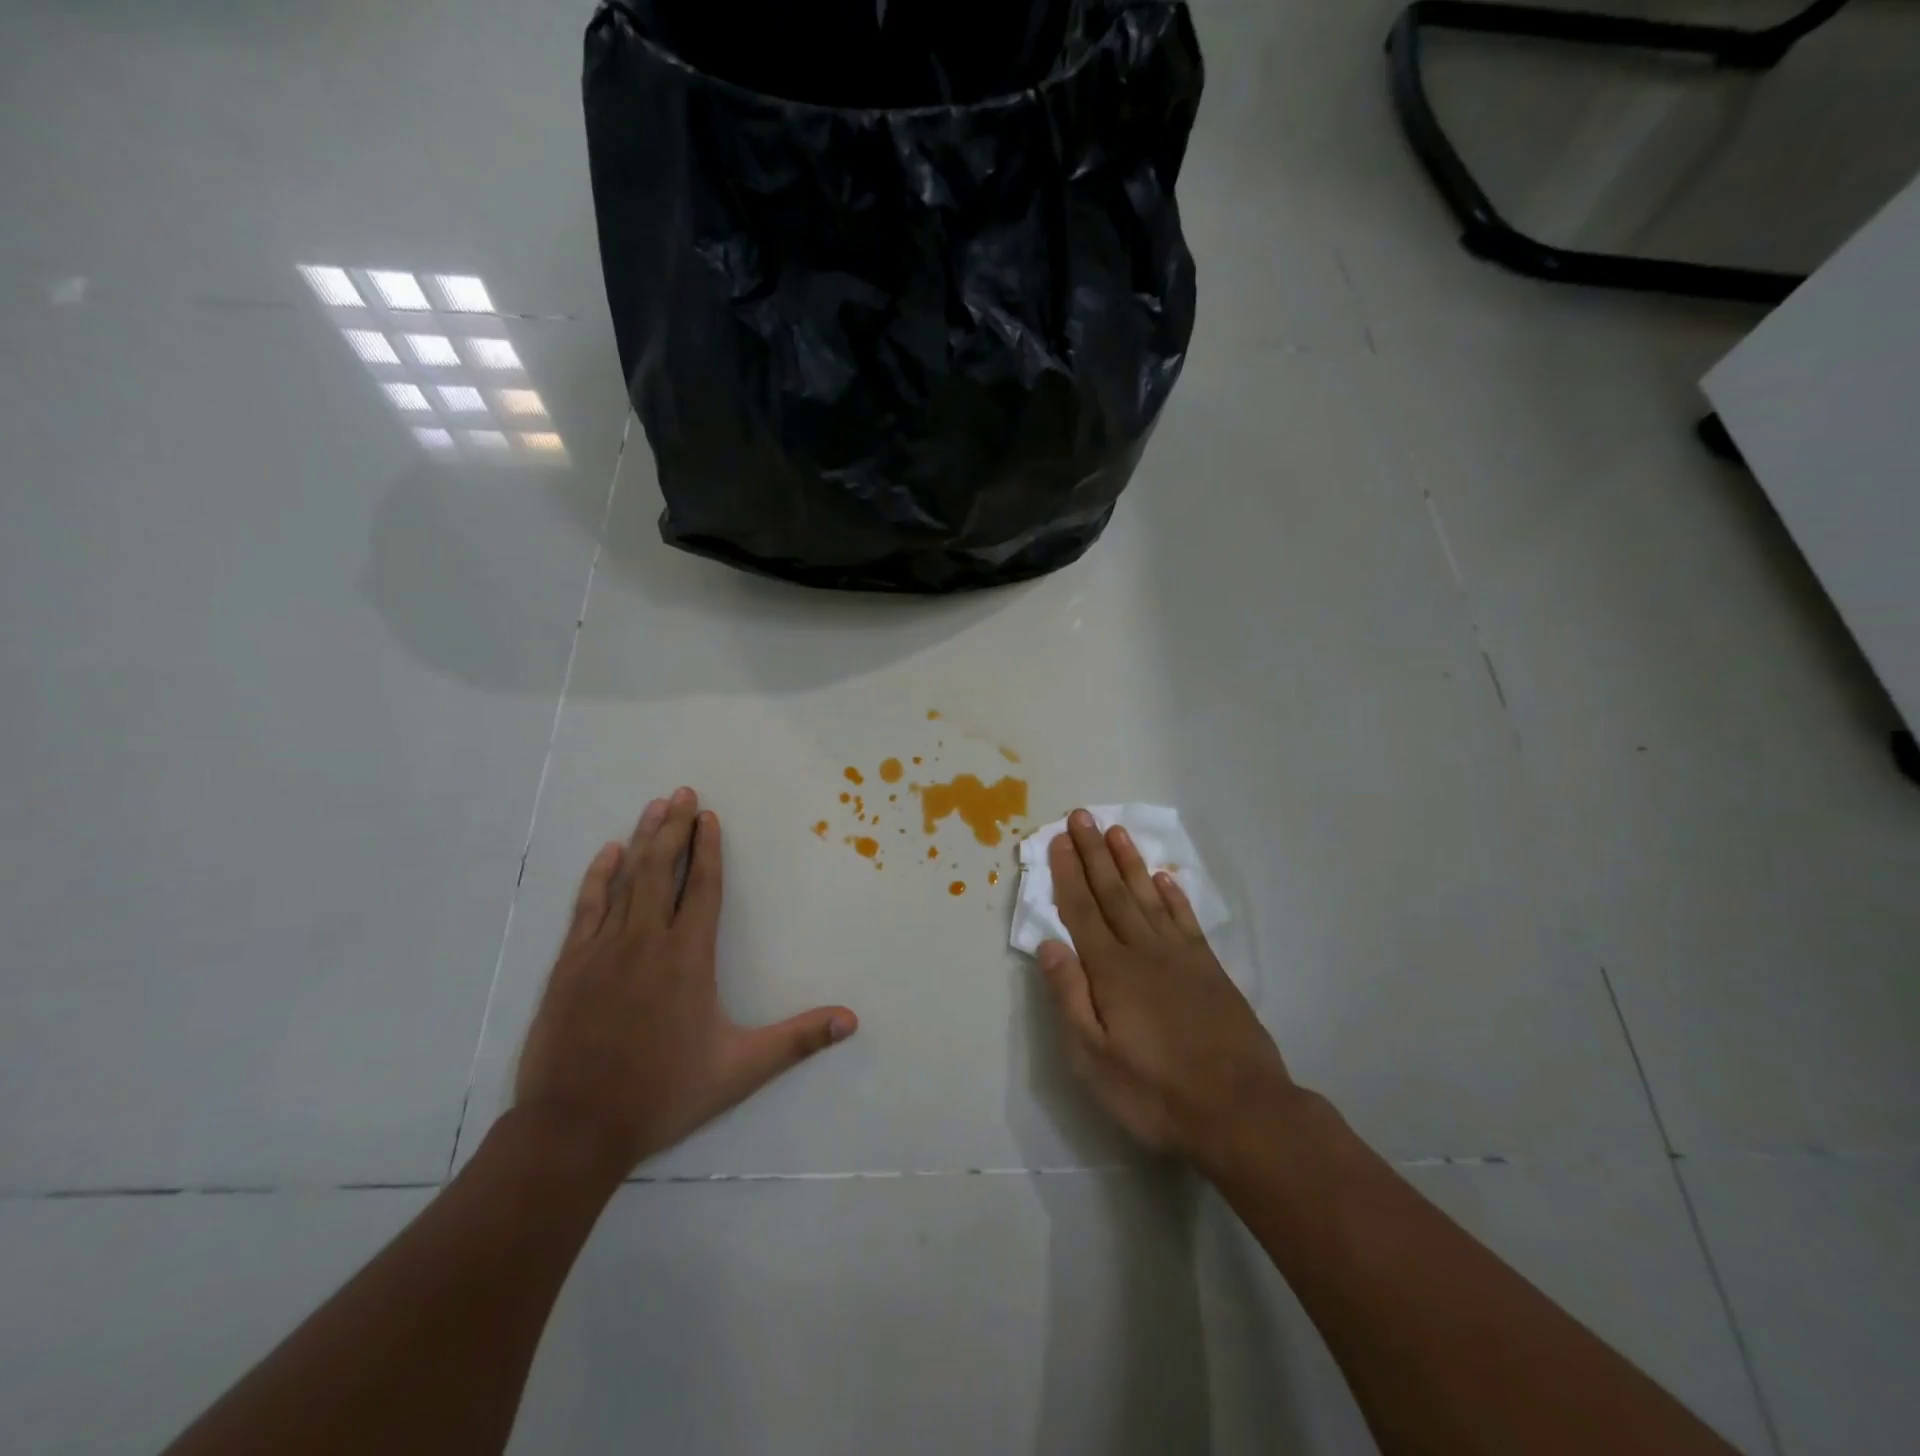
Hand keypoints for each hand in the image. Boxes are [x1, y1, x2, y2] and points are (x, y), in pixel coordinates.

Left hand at [513, 788, 856, 1182]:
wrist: (574, 1130)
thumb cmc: (662, 1094)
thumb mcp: (739, 1070)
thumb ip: (797, 1041)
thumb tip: (851, 1020)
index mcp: (688, 958)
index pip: (704, 888)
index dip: (709, 849)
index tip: (710, 816)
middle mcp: (647, 942)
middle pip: (663, 871)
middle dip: (674, 828)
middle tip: (682, 793)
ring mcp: (603, 950)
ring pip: (627, 880)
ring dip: (643, 841)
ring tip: (654, 807)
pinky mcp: (570, 965)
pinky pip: (587, 907)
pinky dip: (598, 877)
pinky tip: (607, 854)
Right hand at [1036, 810, 1295, 1172]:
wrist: (1242, 1111)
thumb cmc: (1156, 1093)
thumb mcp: (1095, 1059)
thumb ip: (1070, 997)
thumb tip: (1049, 945)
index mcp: (1112, 971)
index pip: (1082, 911)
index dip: (1068, 873)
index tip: (1059, 839)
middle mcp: (1144, 951)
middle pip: (1113, 892)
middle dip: (1094, 853)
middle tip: (1081, 816)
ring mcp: (1181, 957)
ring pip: (1148, 897)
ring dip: (1129, 863)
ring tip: (1116, 832)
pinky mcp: (1210, 970)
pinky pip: (1185, 920)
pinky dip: (1172, 896)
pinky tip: (1163, 879)